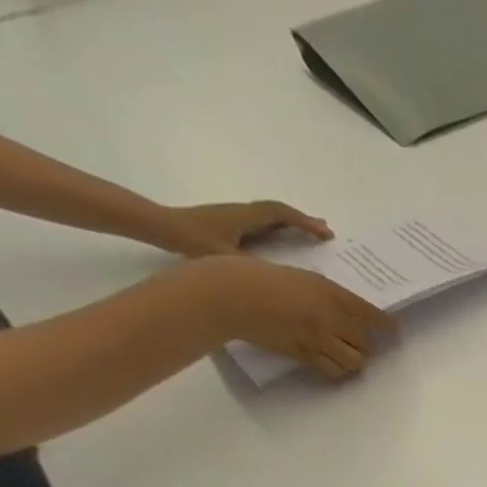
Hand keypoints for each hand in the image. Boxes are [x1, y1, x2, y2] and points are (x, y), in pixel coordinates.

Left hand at [152, 200, 333, 256]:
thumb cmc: (191, 241)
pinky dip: (281, 229)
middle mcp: (243, 213)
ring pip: (272, 217)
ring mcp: (236, 217)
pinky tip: (287, 241)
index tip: (326, 233)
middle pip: (279, 212)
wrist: (160, 226)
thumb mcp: (226, 257)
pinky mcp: (231, 224)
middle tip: (326, 232)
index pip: (280, 213)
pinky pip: (264, 224)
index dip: (305, 222)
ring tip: (312, 235)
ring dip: (294, 224)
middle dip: (304, 221)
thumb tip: (283, 275)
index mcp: (245, 217)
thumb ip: (254, 265)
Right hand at [199, 255, 396, 379]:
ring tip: (347, 355)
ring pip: (355, 361)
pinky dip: (339, 370)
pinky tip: (333, 364)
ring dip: (355, 360)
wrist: (226, 294)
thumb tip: (345, 310)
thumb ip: (324, 293)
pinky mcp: (305, 355)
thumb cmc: (256, 275)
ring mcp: (318, 339)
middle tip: (359, 342)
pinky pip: (334, 371)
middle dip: (365, 344)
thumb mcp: (298, 275)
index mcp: (329, 291)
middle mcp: (329, 316)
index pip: (370, 314)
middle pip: (366, 342)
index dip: (386, 326)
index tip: (394, 330)